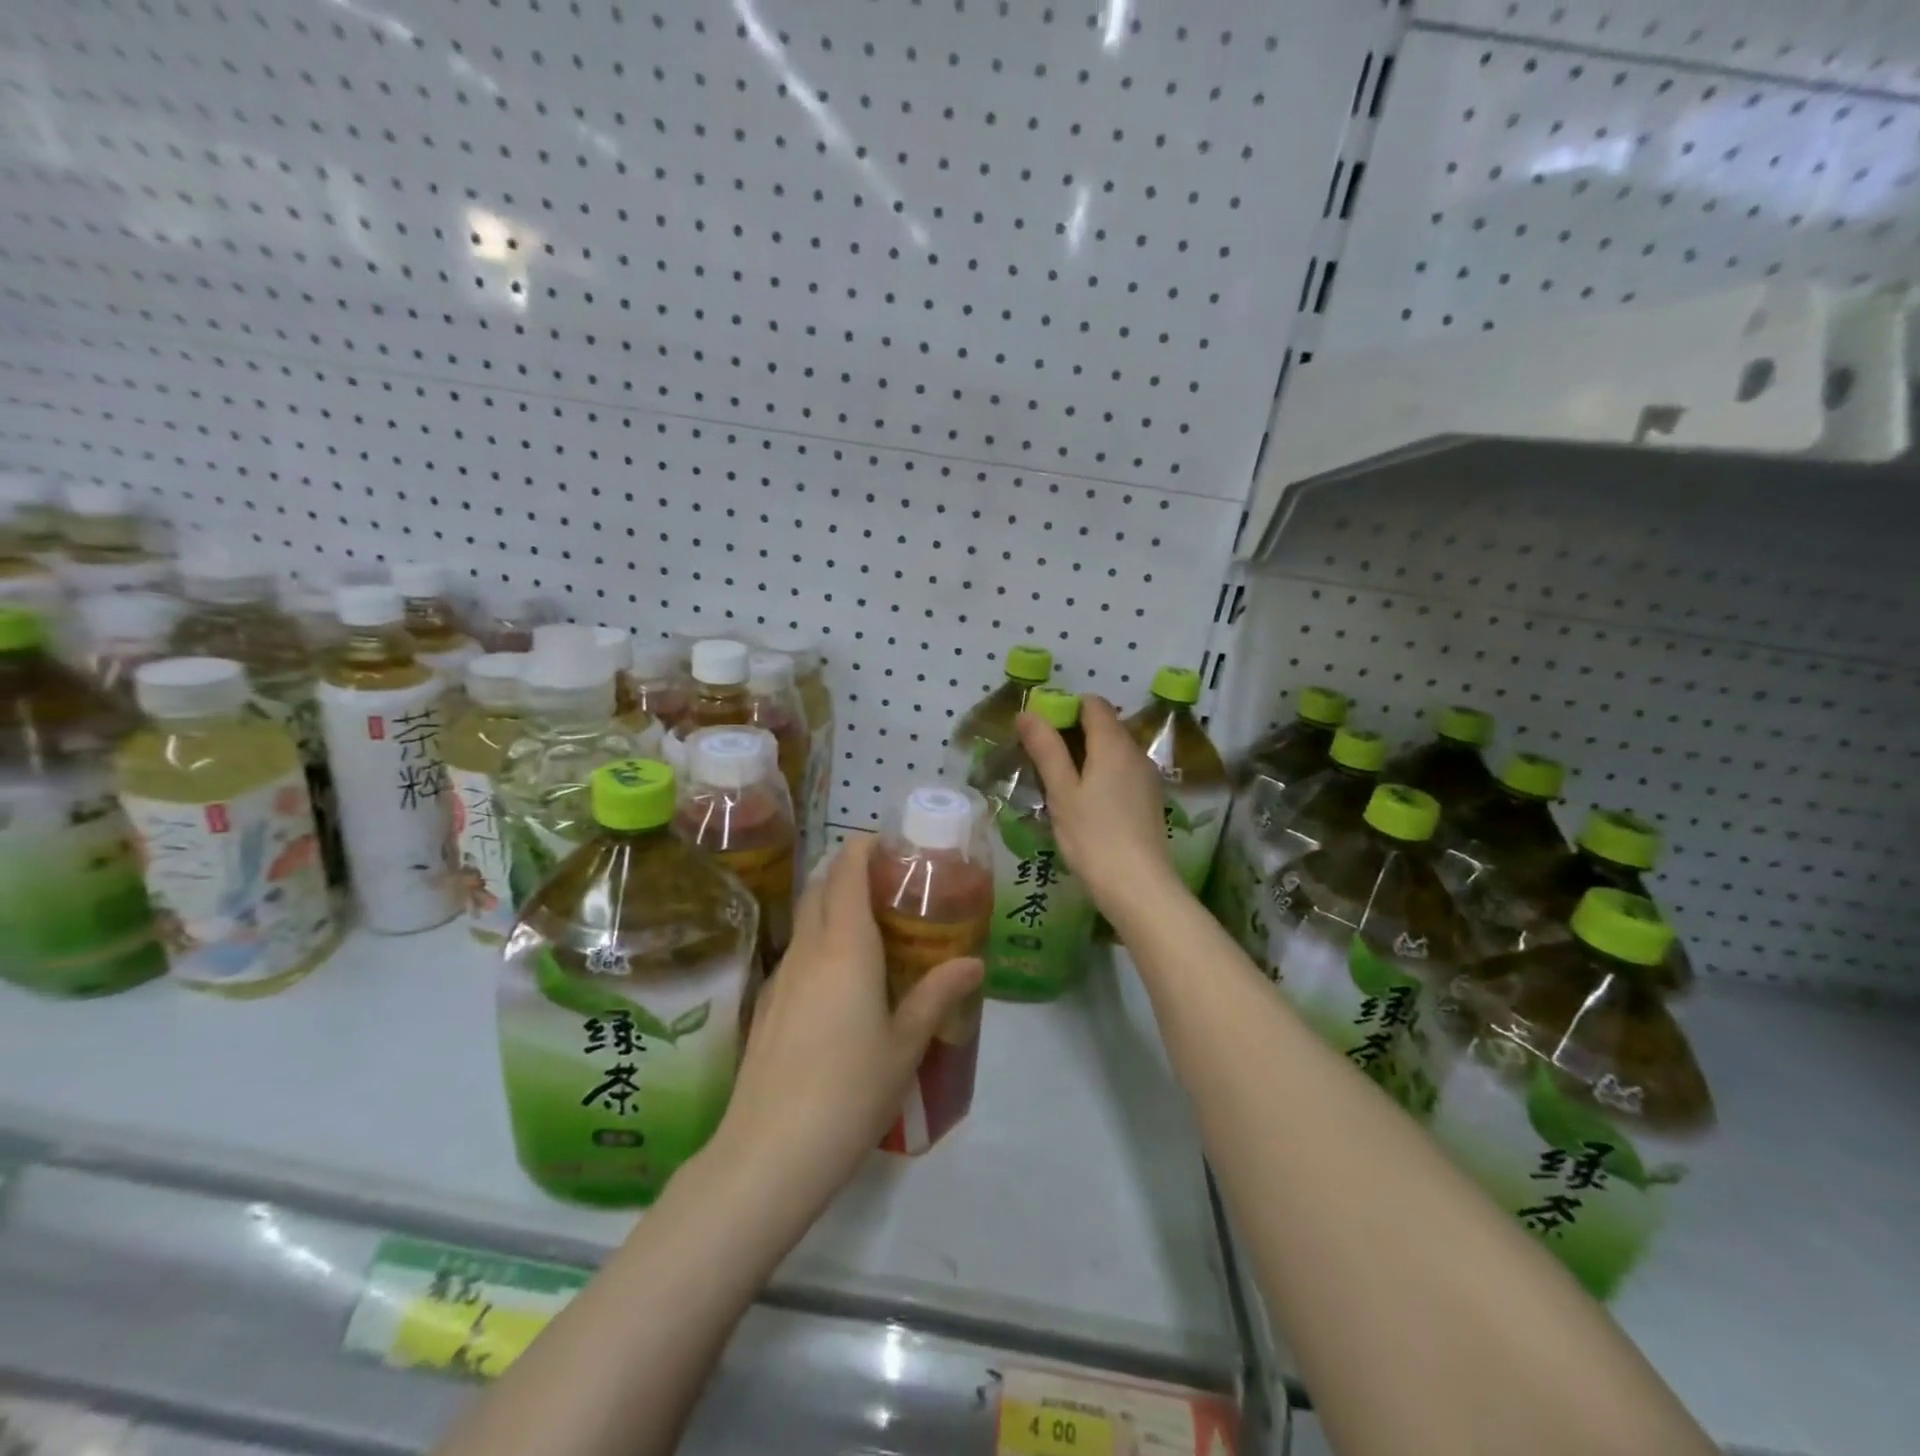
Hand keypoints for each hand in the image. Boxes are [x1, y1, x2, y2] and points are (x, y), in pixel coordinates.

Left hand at [709, 835, 983, 1219]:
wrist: (770, 1152)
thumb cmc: (851, 1090)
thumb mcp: (906, 1044)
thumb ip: (937, 995)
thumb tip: (973, 963)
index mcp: (846, 947)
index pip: (847, 872)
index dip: (864, 848)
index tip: (890, 843)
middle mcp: (808, 949)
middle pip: (822, 888)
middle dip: (850, 871)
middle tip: (890, 882)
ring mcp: (781, 976)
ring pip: (806, 920)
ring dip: (833, 905)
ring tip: (873, 925)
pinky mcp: (767, 1005)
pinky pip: (797, 952)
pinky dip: (820, 941)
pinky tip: (842, 978)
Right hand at [1015, 695, 1179, 914]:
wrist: (1139, 887)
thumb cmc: (1093, 837)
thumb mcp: (1062, 792)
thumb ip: (1046, 749)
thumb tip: (1028, 713)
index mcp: (1114, 744)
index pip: (1092, 704)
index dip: (1065, 708)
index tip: (1039, 730)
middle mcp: (1135, 752)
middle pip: (1104, 725)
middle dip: (1072, 733)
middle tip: (1041, 759)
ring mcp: (1146, 776)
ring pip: (1113, 750)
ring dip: (1085, 756)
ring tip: (1057, 783)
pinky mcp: (1149, 799)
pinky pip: (1122, 771)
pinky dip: (1101, 774)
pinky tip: (1083, 803)